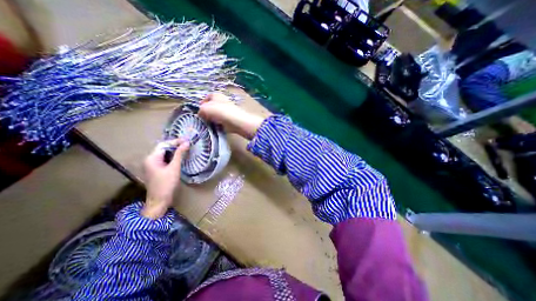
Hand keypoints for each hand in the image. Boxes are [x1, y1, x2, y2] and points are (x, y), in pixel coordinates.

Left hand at [143, 137, 189, 217]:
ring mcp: (153, 165)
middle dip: (175, 145)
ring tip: (186, 148)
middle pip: (163, 148)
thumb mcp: (174, 168)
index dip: (176, 141)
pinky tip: (180, 156)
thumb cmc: (166, 184)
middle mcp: (150, 159)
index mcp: (152, 158)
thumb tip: (186, 143)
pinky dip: (173, 156)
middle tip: (187, 143)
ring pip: (165, 153)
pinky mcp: (157, 169)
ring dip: (175, 150)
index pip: (164, 145)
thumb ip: (179, 154)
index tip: (187, 139)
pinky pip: (165, 159)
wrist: (159, 201)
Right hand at [198, 93, 264, 139]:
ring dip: (213, 120)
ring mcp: (227, 111)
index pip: (207, 97)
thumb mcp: (204, 108)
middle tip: (203, 119)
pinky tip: (216, 127)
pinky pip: (222, 122)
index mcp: (216, 95)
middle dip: (207, 113)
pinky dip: (219, 125)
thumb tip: (201, 114)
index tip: (199, 110)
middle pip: (212, 107)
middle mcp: (223, 102)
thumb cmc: (219, 111)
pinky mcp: (230, 120)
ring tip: (209, 124)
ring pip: (217, 115)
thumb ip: (200, 110)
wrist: (234, 121)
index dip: (202, 103)